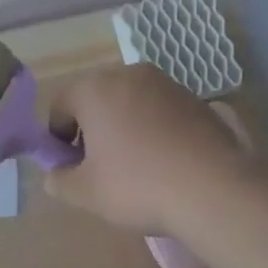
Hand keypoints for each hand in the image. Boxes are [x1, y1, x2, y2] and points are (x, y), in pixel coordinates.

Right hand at [44, 64, 250, 235]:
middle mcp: (126, 74)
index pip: (61, 104)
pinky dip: (153, 125)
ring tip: (134, 163)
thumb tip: (55, 175)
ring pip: (128, 99)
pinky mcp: (192, 96)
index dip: (57, 136)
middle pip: (95, 97)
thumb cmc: (138, 185)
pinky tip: (164, 158)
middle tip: (99, 165)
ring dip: (123, 123)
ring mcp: (163, 82)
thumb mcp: (87, 193)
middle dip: (91, 127)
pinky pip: (158, 107)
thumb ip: (61, 181)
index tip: (69, 165)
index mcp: (94, 89)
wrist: (213, 186)